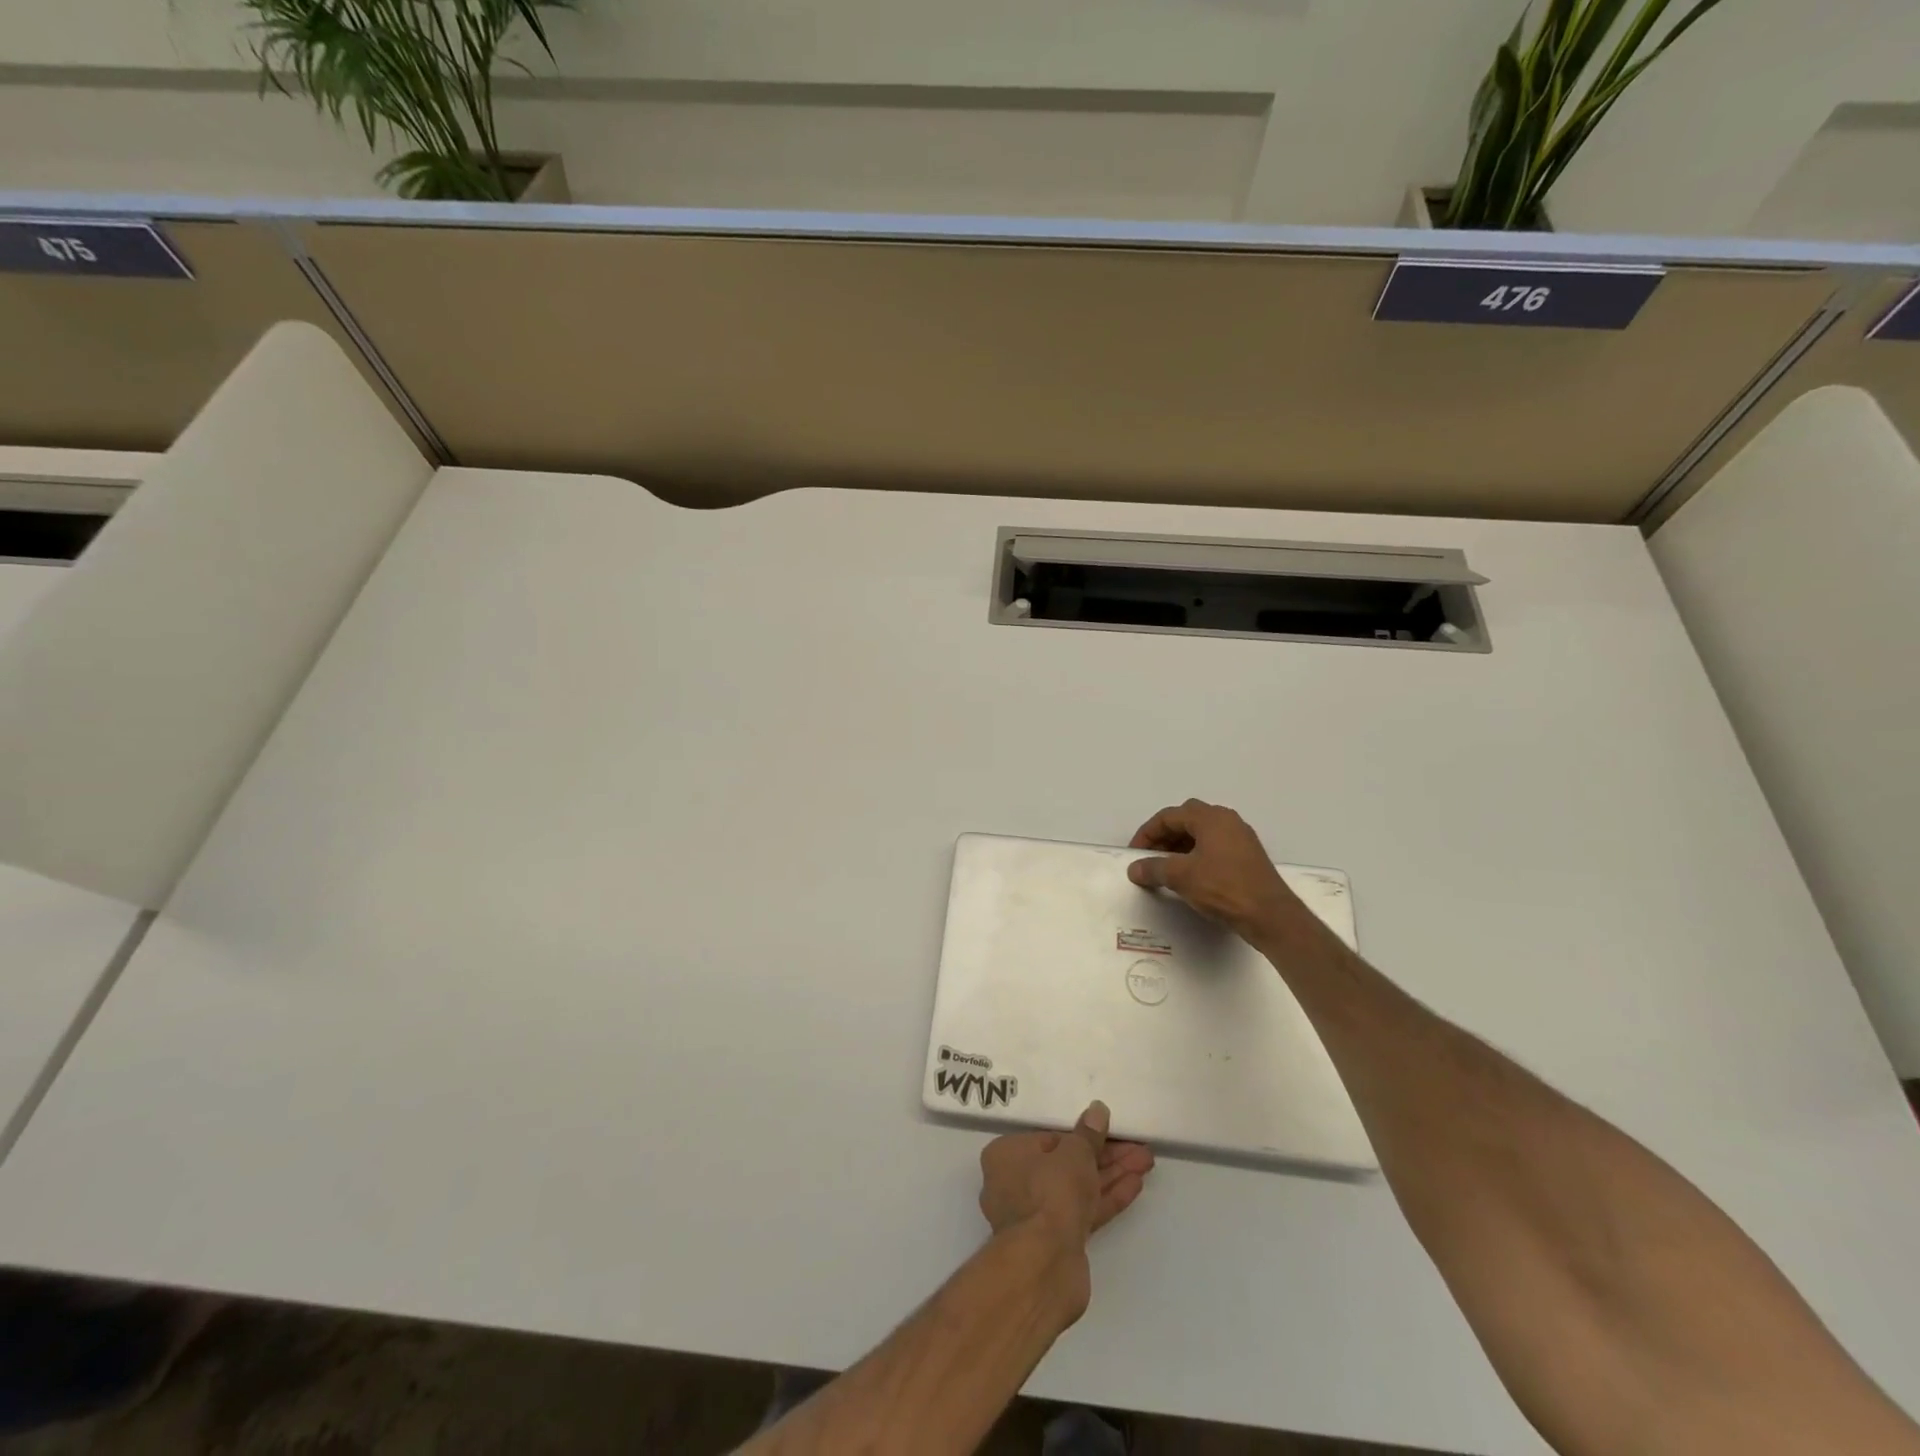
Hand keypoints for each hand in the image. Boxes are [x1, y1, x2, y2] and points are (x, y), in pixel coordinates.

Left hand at [978, 1103, 1153, 1320]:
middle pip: (1067, 1164)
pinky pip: (1084, 1211)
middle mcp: (1016, 1184)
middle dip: (1104, 1155)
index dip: (1081, 1135)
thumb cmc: (1050, 1193)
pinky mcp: (1058, 1241)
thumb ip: (1088, 1134)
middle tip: (1137, 1147)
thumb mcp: (1074, 1153)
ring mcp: (1037, 1216)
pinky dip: (1107, 1197)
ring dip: (1112, 1174)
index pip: (1048, 1138)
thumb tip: (1097, 1110)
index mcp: (1007, 1156)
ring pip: (1079, 1188)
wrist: (1045, 1265)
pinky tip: (1135, 1184)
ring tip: (1145, 1161)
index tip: (1108, 1131)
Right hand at [1126, 798, 1318, 947]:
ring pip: (1202, 834)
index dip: (1147, 833)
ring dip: (1180, 847)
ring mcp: (1241, 838)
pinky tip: (1190, 876)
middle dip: (1164, 836)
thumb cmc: (1223, 888)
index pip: (1169, 816)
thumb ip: (1153, 868)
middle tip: (1150, 856)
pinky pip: (1215, 847)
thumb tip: (1134, 868)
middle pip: (1186, 820)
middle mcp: (1227, 821)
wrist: (1271, 916)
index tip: (1135, 854)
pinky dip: (1196, 855)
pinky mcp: (1248, 857)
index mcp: (1211, 818)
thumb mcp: (1181, 876)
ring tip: (1167, 868)